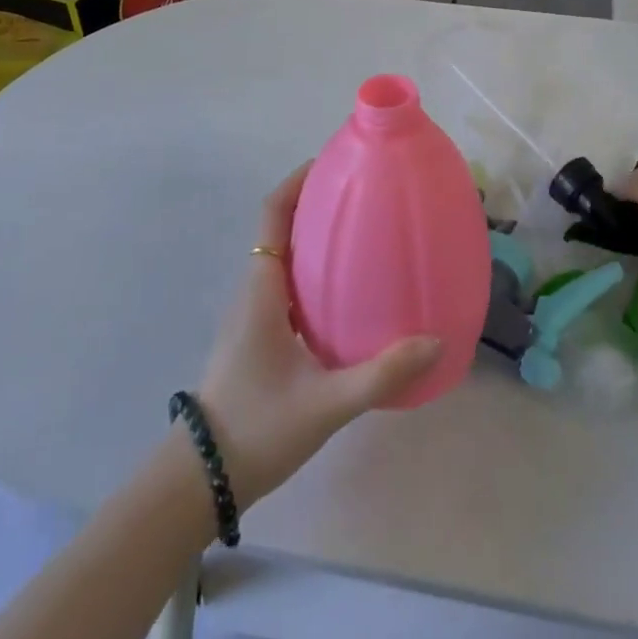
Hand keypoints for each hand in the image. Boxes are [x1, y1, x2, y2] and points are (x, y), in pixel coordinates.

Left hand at [195, 164, 440, 507]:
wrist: (202, 477)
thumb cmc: (258, 427)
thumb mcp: (325, 403)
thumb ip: (380, 374)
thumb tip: (435, 341)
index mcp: (262, 287)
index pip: (273, 213)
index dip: (297, 180)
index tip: (332, 161)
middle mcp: (254, 288)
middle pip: (281, 226)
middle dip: (315, 201)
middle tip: (362, 192)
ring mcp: (253, 311)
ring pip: (283, 254)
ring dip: (314, 234)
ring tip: (362, 230)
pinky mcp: (258, 333)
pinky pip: (286, 282)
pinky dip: (312, 268)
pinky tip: (346, 289)